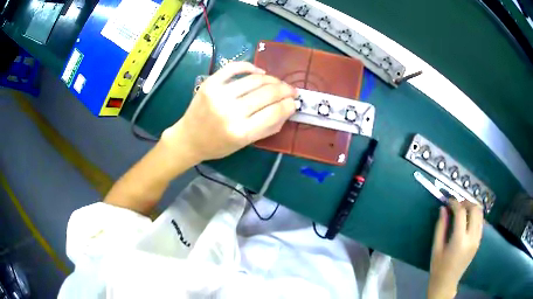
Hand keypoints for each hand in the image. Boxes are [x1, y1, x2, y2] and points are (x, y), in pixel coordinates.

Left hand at [162, 62, 296, 162]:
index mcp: (241, 132)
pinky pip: (234, 68)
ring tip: (278, 82)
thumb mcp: (245, 143)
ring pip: (254, 80)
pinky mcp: (210, 83)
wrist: (189, 138)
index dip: (289, 104)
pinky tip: (260, 72)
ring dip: (272, 79)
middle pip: (267, 93)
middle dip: (285, 89)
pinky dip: (250, 66)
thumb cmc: (218, 145)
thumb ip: (268, 127)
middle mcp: (230, 112)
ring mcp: (218, 95)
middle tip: (291, 90)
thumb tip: (288, 108)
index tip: (294, 101)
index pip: (274, 112)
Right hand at [428, 199, 483, 298]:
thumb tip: (443, 209)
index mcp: (459, 240)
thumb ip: (440, 227)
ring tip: (463, 209)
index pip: (461, 213)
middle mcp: (472, 238)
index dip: (455, 203)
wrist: (447, 283)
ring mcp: (477, 240)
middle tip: (457, 204)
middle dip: (466, 202)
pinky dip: (475, 216)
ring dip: (472, 207)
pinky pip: (481, 222)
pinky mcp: (479, 242)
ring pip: (480, 214)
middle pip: (475, 210)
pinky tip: (468, 219)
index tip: (449, 201)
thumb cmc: (438, 267)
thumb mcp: (436, 248)